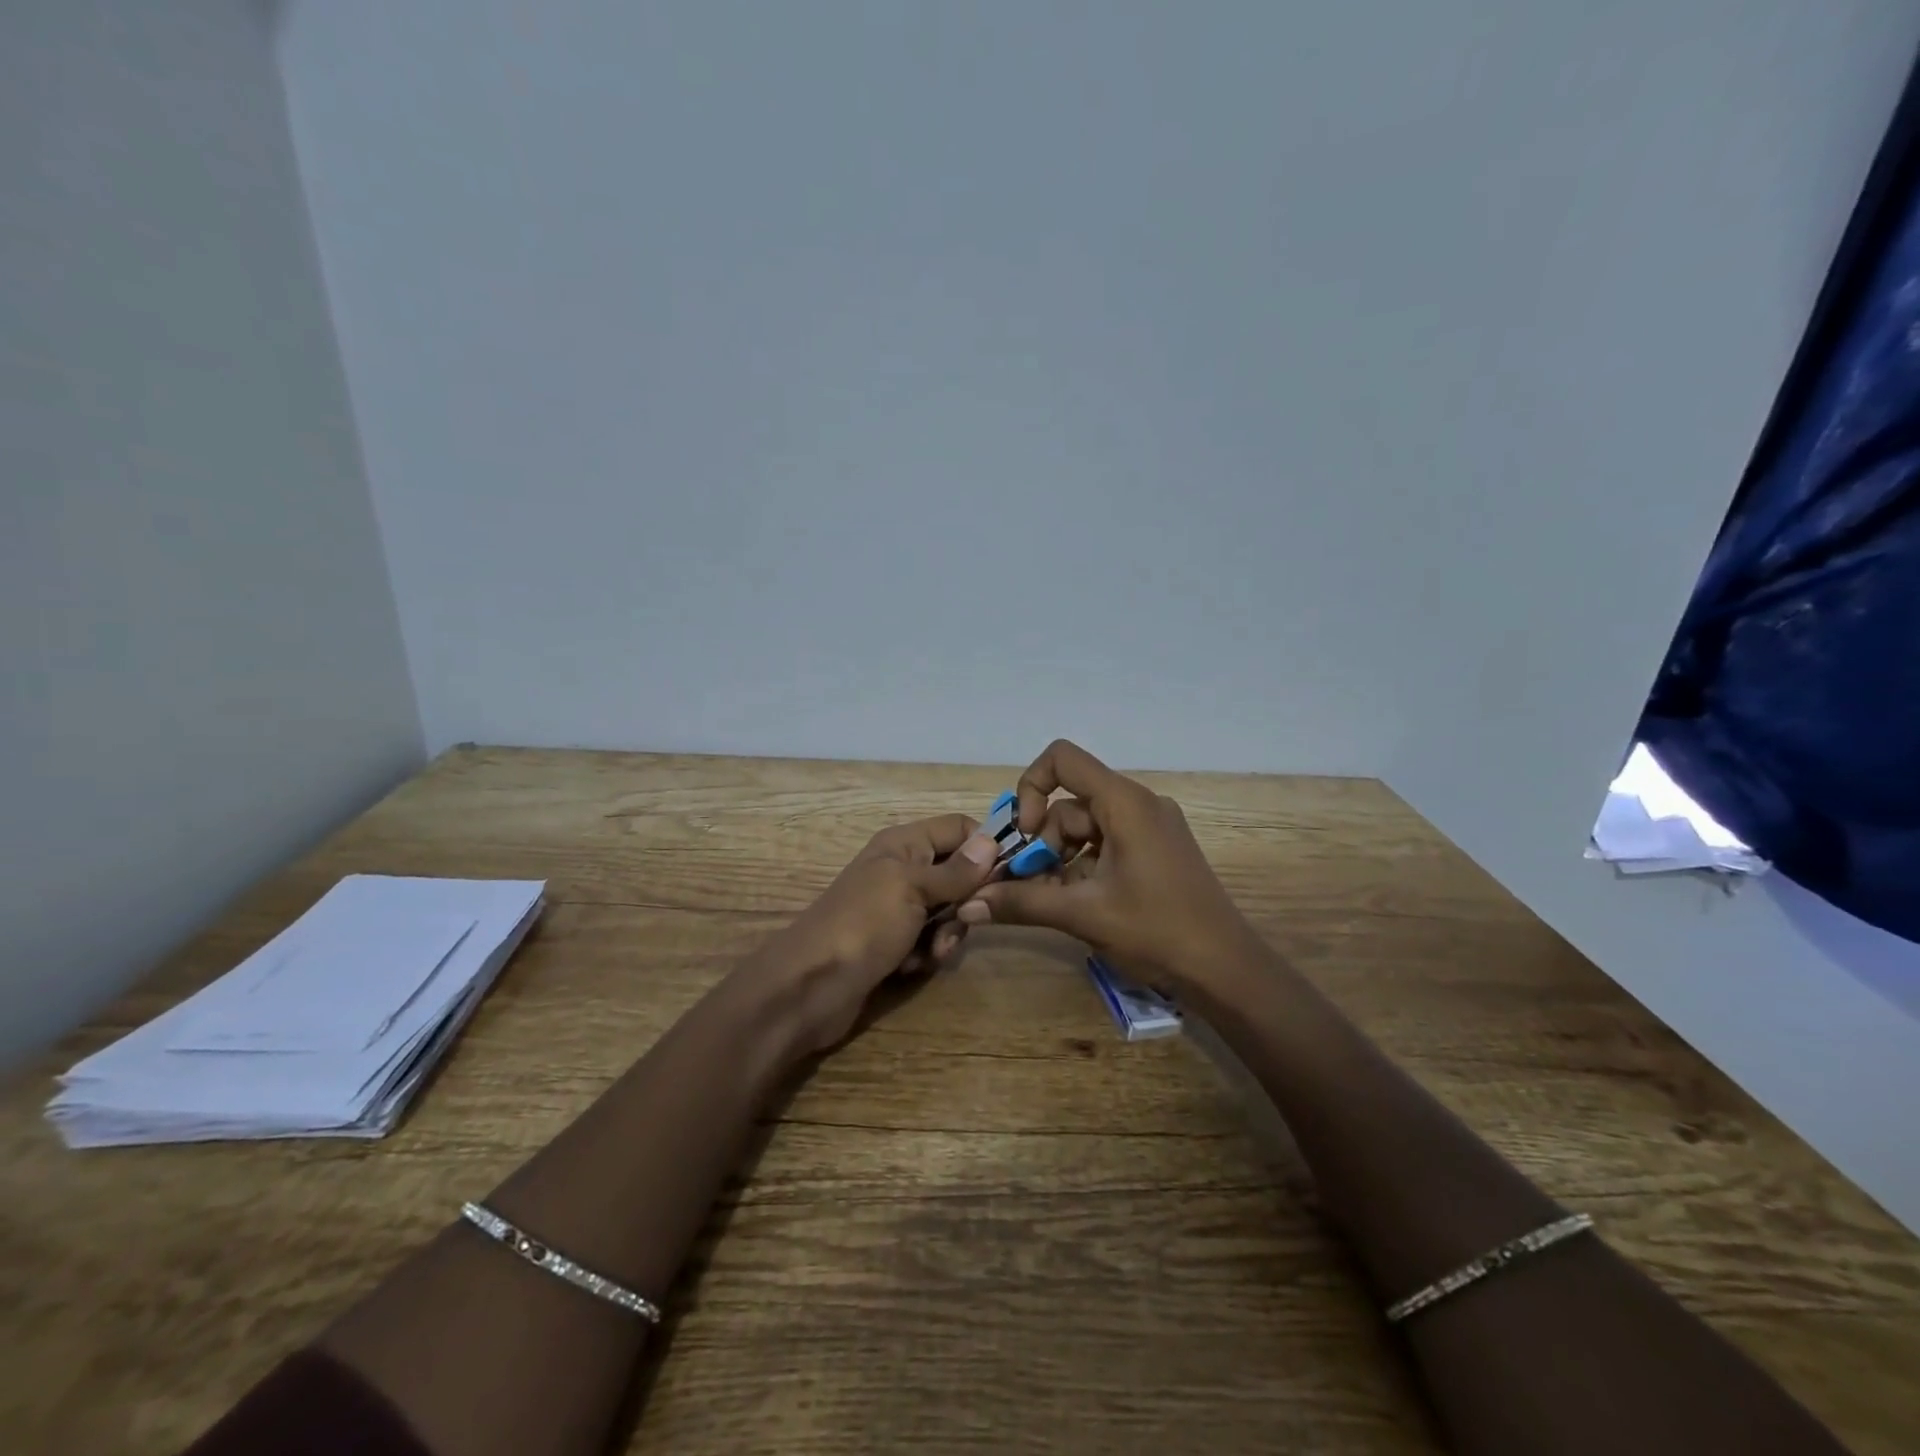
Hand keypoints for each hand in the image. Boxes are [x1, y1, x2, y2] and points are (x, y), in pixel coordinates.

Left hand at [749, 813, 1000, 1054]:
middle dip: (967, 901)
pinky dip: (926, 954)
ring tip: (930, 952)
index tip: (1009, 875)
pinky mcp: (894, 944)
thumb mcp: (913, 889)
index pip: (959, 828)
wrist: (810, 986)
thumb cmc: (864, 924)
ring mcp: (897, 909)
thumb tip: (992, 840)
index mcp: (904, 844)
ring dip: (947, 934)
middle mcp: (903, 870)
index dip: (985, 847)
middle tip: (964, 921)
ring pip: (948, 913)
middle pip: (959, 874)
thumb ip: (956, 870)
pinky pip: (929, 941)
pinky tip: (911, 967)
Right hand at [956, 740, 1257, 995]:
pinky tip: (1075, 903)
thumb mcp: (1084, 915)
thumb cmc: (1158, 932)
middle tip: (1028, 886)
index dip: (1031, 787)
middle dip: (1043, 843)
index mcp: (1125, 803)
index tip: (1025, 835)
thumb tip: (969, 902)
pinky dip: (1083, 868)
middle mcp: (1138, 804)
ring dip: (1059, 860)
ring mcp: (1150, 828)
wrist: (1227, 971)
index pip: (1063, 759)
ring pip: (1085, 828)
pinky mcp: (1155, 851)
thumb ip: (1023, 902)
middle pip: (1070, 803)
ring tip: (1050, 902)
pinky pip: (1106, 845)